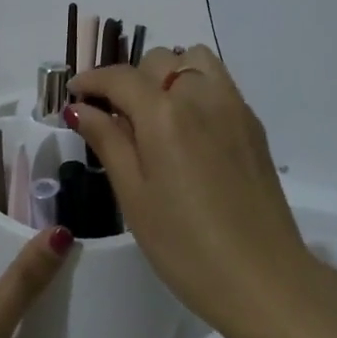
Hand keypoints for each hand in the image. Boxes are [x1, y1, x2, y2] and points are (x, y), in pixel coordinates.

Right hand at [64, 47, 312, 334]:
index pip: (120, 77)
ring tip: (155, 116)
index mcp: (165, 113)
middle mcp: (202, 95)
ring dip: (169, 75)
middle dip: (131, 79)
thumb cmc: (185, 245)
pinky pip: (219, 84)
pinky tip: (188, 132)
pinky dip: (196, 89)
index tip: (74, 95)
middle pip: (160, 60)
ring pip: (196, 62)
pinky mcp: (253, 125)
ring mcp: (234, 106)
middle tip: (116, 118)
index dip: (92, 81)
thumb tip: (81, 108)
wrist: (262, 277)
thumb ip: (108, 142)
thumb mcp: (134, 197)